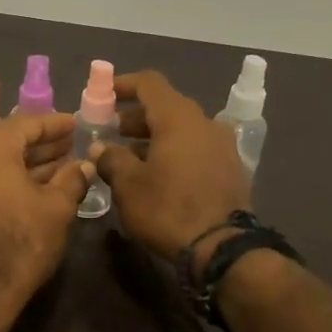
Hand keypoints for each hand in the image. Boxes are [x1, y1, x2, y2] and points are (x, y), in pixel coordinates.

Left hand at [0, 113, 92, 303]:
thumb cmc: (22, 241)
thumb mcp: (57, 207)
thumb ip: (72, 178)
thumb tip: (84, 165)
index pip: (27, 123)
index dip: (56, 125)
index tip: (76, 124)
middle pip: (8, 139)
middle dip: (41, 145)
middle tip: (70, 146)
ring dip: (25, 163)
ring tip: (60, 168)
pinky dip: (6, 178)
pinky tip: (34, 187)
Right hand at [91, 71, 249, 264]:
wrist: (221, 248)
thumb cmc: (168, 209)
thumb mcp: (128, 185)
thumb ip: (112, 159)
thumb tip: (101, 149)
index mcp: (178, 118)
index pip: (150, 83)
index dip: (123, 84)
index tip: (103, 93)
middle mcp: (205, 123)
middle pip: (166, 107)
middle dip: (135, 117)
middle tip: (110, 132)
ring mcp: (222, 146)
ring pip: (182, 129)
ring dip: (154, 137)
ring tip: (128, 156)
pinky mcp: (230, 169)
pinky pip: (195, 148)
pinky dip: (173, 151)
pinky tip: (157, 174)